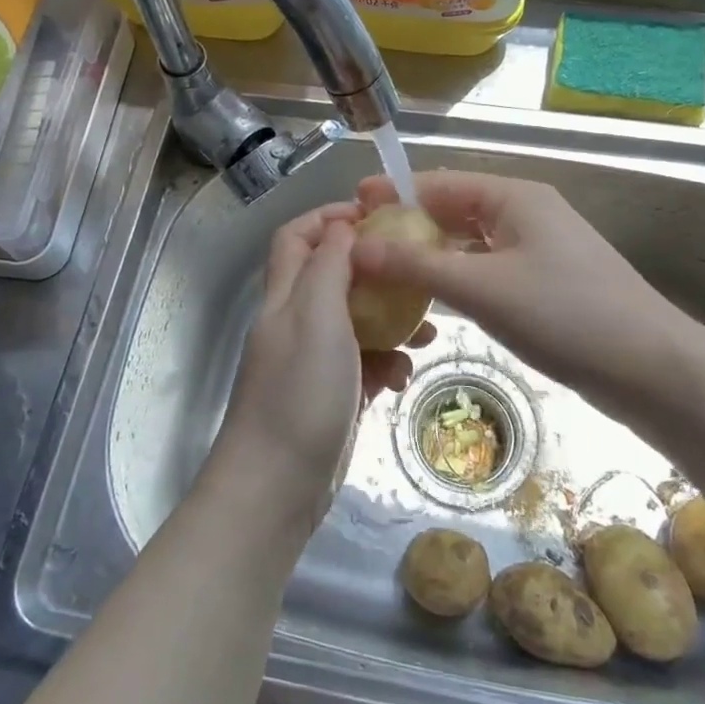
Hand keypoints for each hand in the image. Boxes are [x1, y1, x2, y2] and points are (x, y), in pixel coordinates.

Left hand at [209, 202, 431, 530]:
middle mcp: (296, 322)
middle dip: (374, 270)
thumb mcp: (316, 315)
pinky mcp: (332, 396)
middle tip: (415, 273)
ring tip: (426, 332)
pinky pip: (364, 365)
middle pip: (333, 276)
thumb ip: (329, 265)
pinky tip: (403, 378)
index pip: (297, 236)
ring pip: (356, 322)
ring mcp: (314, 361)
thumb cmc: (299, 391)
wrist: (277, 486)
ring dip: (390, 321)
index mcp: (285, 295)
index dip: (330, 218)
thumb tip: (343, 226)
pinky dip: (386, 364)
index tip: (377, 217)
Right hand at [351, 170, 693, 405]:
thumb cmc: (565, 314)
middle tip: (360, 244)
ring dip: (430, 253)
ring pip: (471, 243)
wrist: (652, 369)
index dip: (394, 192)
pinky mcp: (547, 283)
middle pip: (454, 210)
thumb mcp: (482, 287)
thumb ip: (417, 265)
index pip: (440, 182)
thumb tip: (356, 247)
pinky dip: (457, 277)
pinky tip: (432, 298)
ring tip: (384, 271)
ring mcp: (540, 249)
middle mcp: (527, 213)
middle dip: (408, 224)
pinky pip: (489, 269)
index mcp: (514, 197)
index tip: (352, 205)